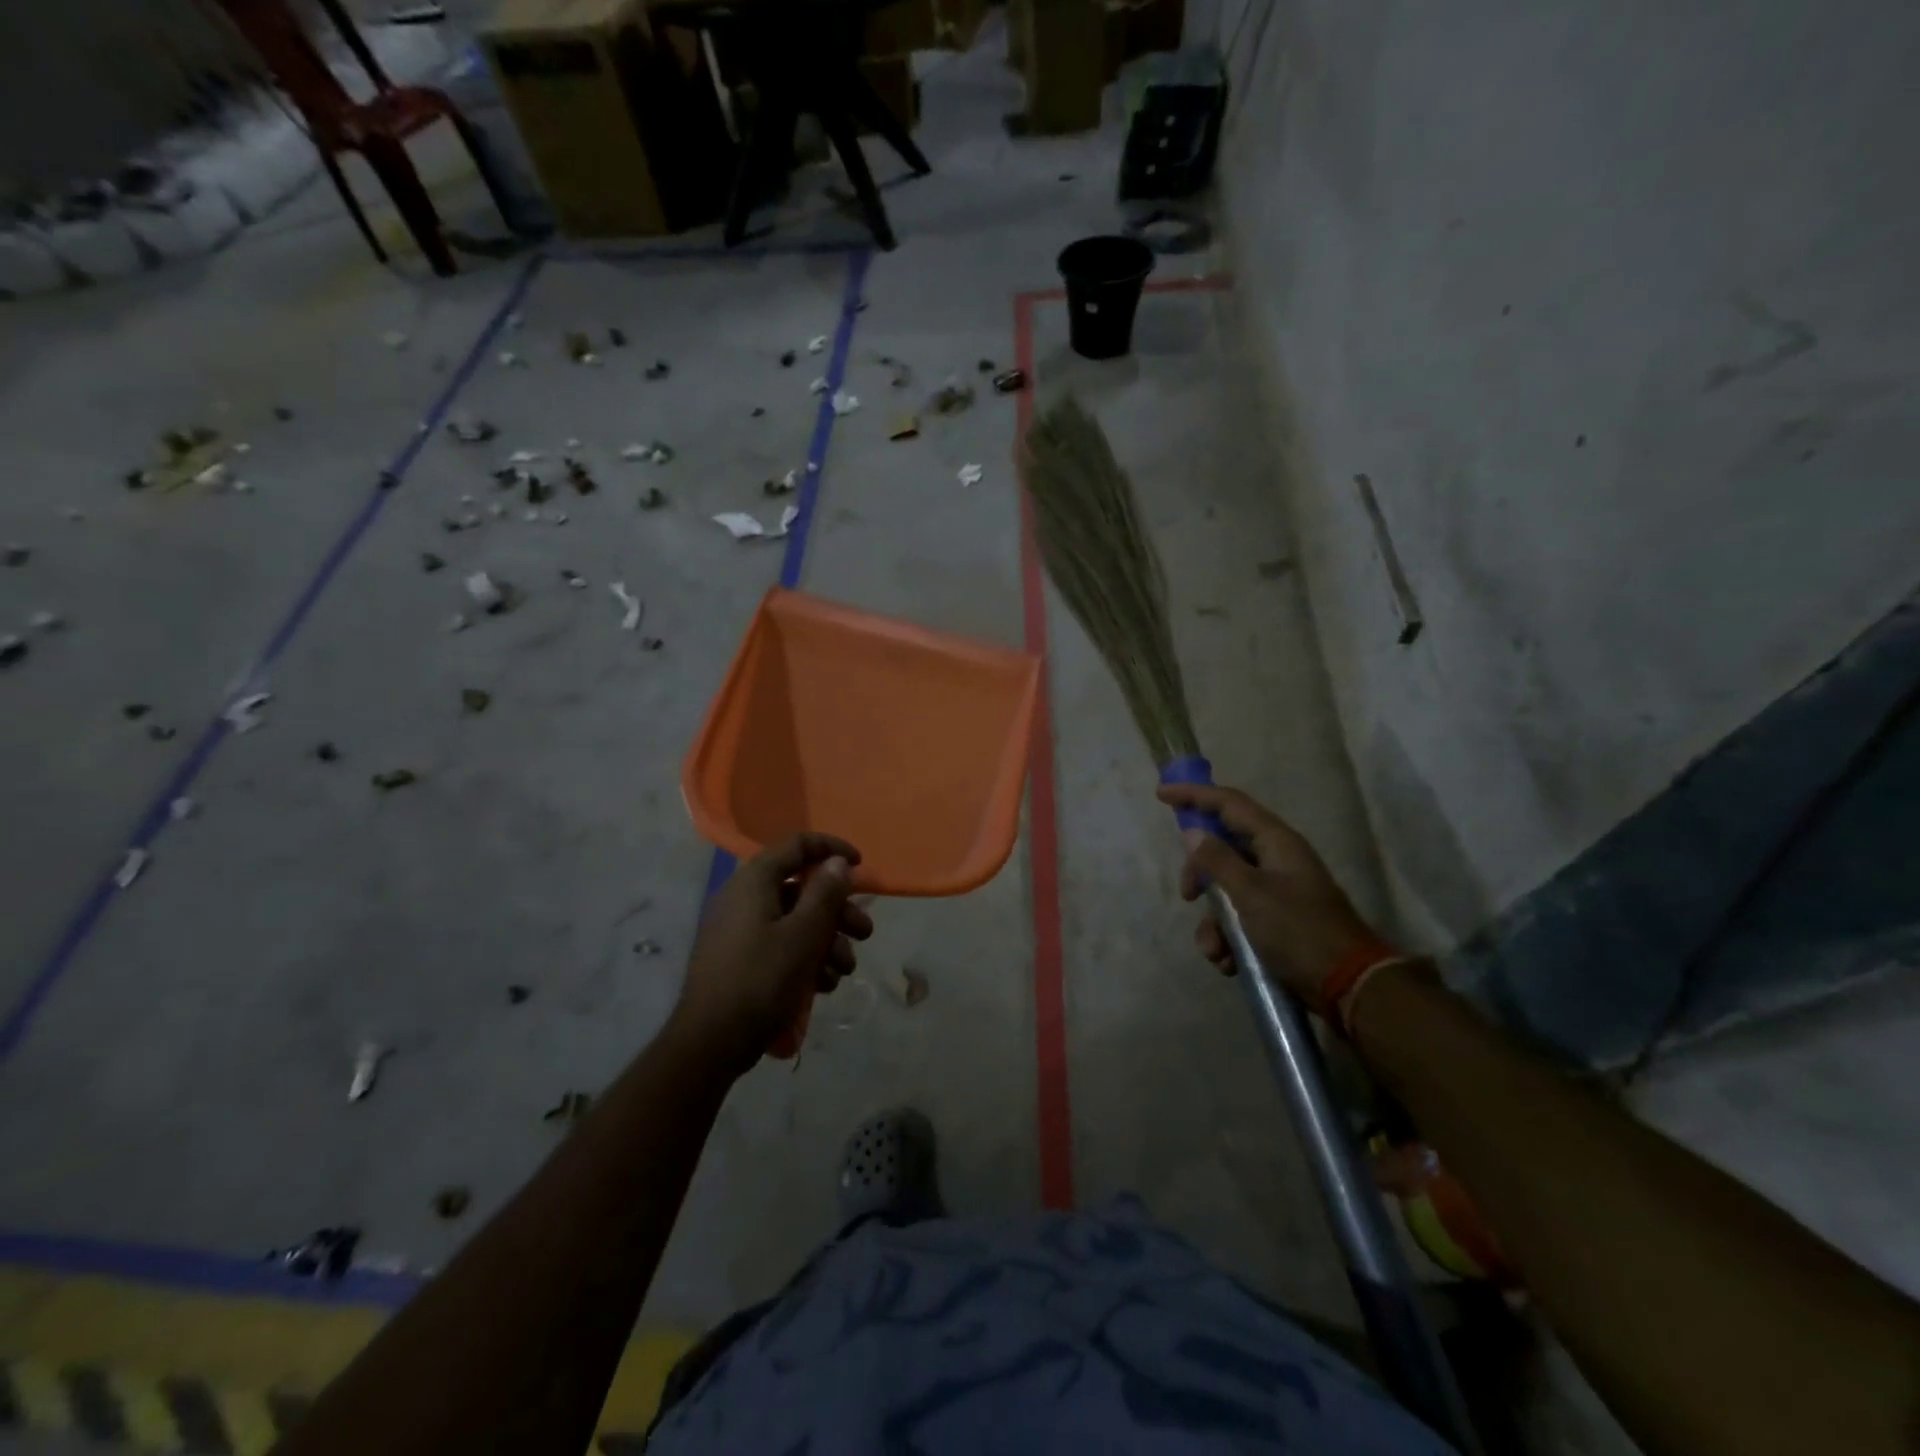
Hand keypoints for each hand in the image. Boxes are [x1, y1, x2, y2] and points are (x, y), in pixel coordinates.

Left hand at [674, 834, 873, 1071]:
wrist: (711, 1044)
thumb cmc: (761, 980)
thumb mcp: (804, 934)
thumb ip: (825, 893)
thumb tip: (838, 863)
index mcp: (754, 881)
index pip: (797, 845)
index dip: (832, 849)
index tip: (861, 866)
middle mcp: (744, 898)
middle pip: (802, 889)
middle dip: (838, 912)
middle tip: (865, 933)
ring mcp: (739, 930)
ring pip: (795, 921)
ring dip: (827, 941)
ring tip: (843, 971)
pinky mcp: (740, 959)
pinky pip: (780, 945)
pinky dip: (805, 958)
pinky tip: (821, 986)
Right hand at [1155, 782, 1384, 1004]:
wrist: (1348, 987)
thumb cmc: (1298, 931)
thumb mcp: (1251, 894)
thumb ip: (1218, 861)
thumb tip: (1192, 833)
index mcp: (1276, 842)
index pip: (1229, 804)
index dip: (1195, 795)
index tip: (1162, 794)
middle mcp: (1276, 860)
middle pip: (1222, 848)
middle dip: (1199, 873)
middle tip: (1188, 895)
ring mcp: (1277, 891)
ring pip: (1226, 890)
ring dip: (1213, 920)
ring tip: (1214, 949)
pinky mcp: (1276, 921)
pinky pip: (1238, 918)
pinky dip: (1226, 938)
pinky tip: (1227, 961)